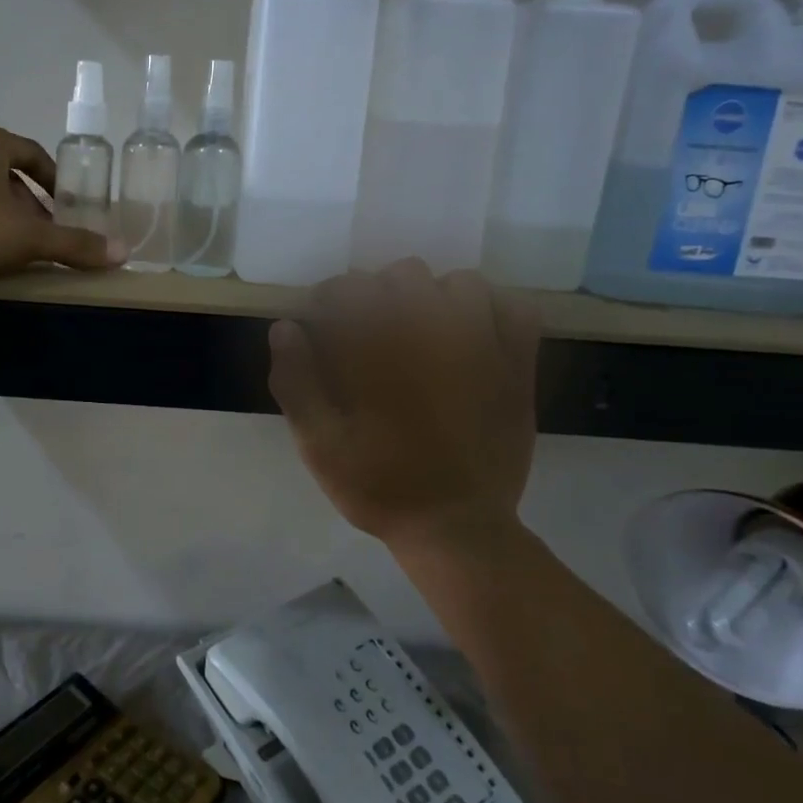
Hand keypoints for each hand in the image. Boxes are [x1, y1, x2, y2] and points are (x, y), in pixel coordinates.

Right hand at [268, 260, 539, 553]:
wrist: (455, 527)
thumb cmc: (378, 486)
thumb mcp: (317, 444)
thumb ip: (296, 382)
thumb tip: (284, 327)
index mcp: (380, 348)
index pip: (347, 289)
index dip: (326, 301)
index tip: (320, 326)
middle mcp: (432, 332)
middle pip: (402, 274)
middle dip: (377, 295)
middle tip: (368, 334)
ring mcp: (484, 345)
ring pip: (460, 283)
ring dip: (435, 298)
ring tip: (421, 330)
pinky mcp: (518, 366)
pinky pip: (515, 309)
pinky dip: (493, 310)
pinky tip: (473, 333)